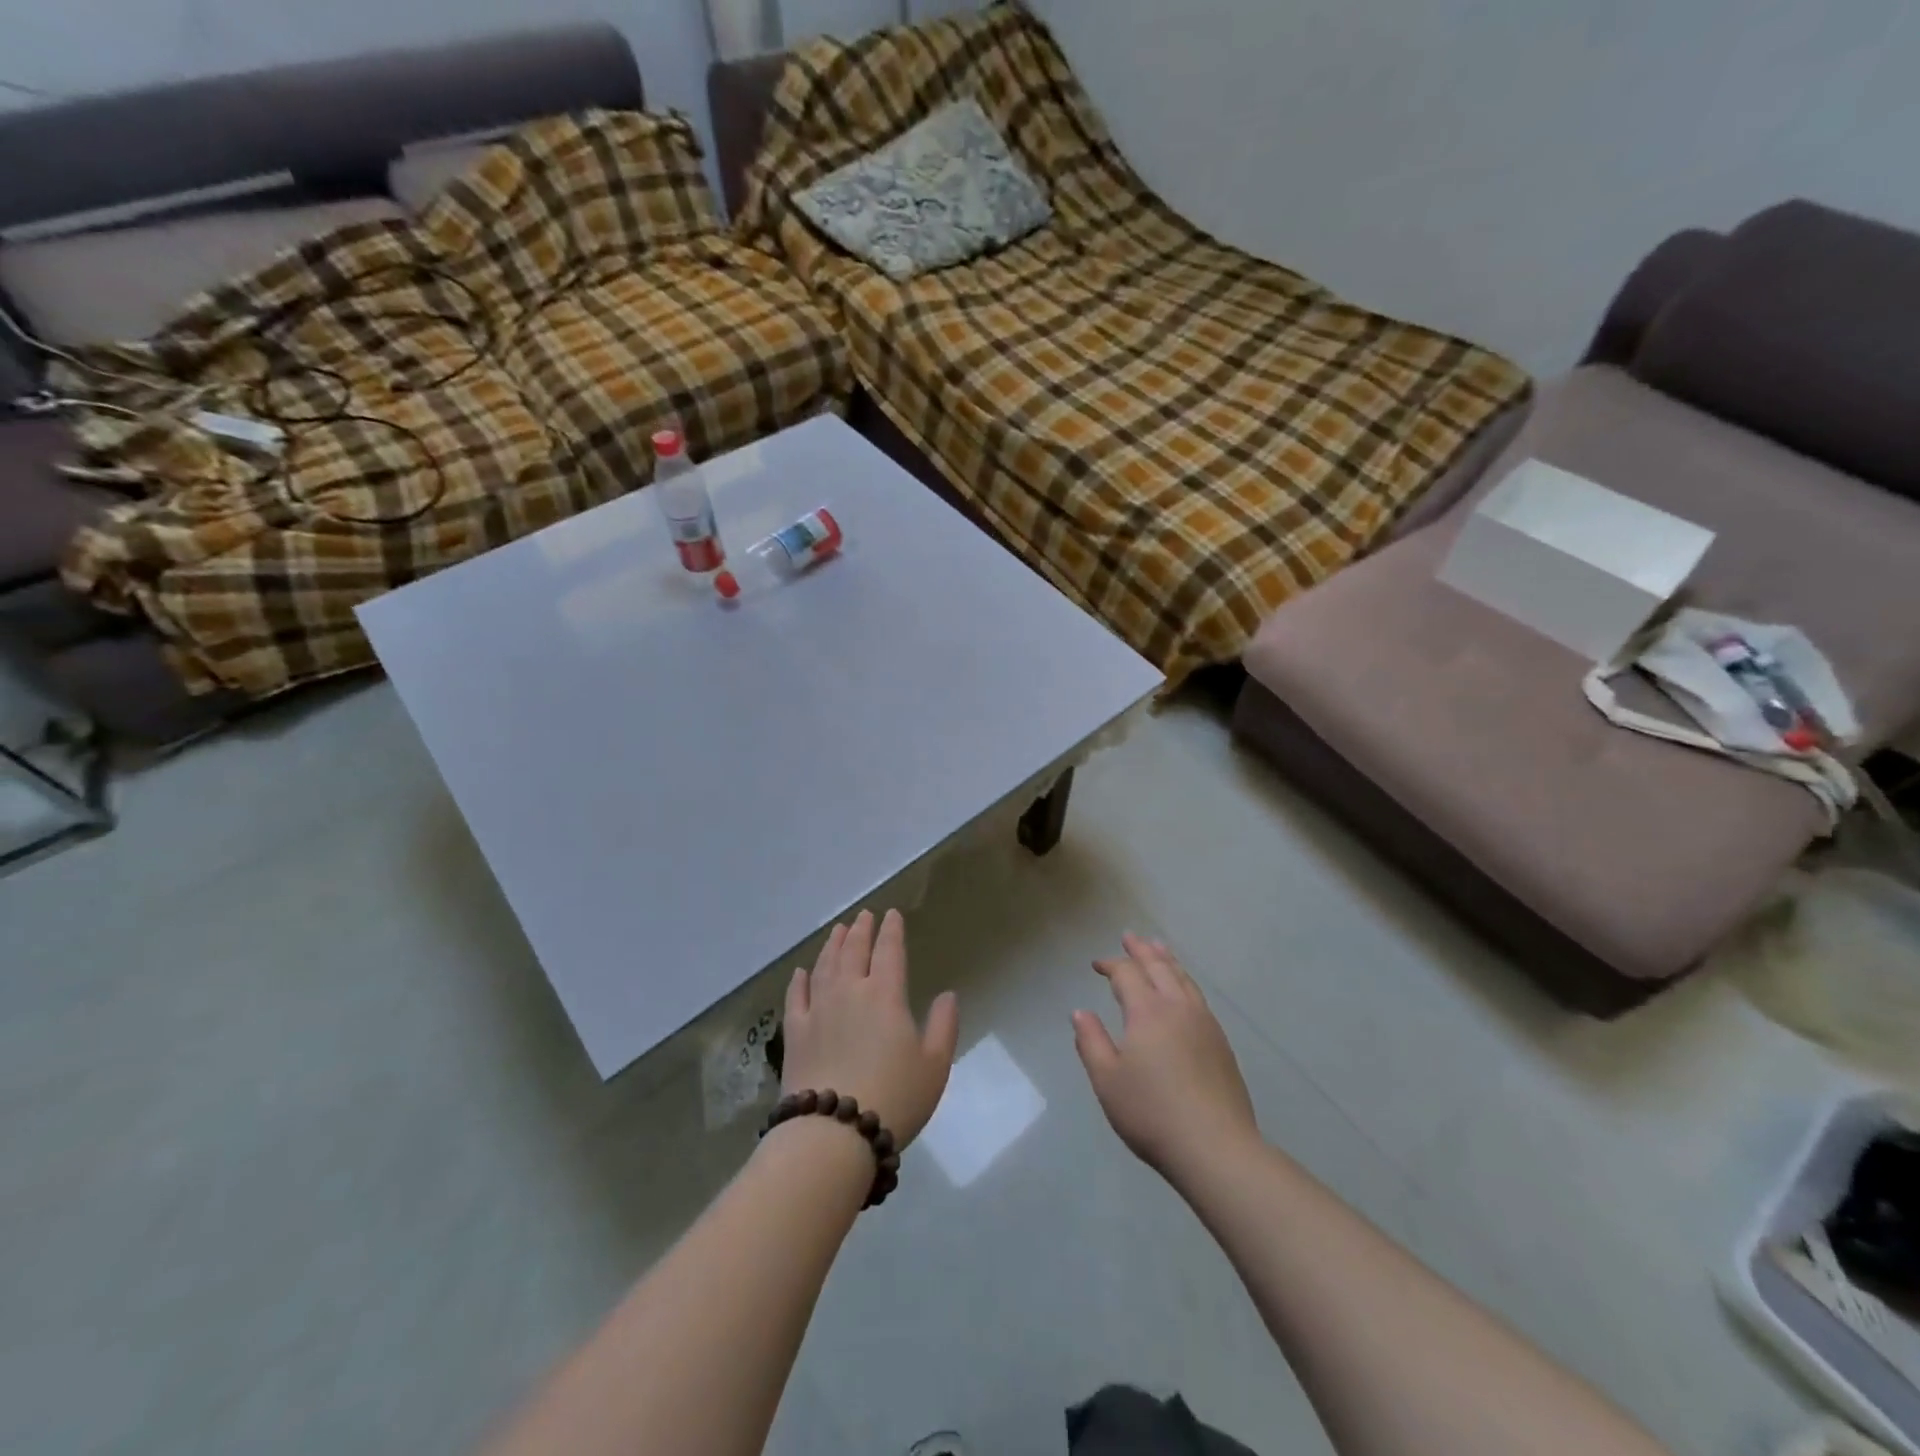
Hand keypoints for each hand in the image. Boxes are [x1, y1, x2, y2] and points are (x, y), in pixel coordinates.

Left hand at [780, 910, 959, 1148]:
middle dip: (862, 930)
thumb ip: (944, 1025)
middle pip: (854, 951)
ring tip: (838, 930)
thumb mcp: (935, 1065)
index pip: (889, 951)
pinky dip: (799, 980)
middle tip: (865, 915)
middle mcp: (849, 992)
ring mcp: (818, 1010)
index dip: (892, 930)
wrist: (834, 1134)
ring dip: (833, 945)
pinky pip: (796, 996)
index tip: (892, 914)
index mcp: (885, 995)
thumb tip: (947, 995)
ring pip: (825, 966)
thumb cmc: (894, 1097)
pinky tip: (802, 971)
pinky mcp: (795, 1033)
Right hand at [1073, 934, 1259, 1180]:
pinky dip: (1185, 981)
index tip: (1096, 965)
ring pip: (1184, 978)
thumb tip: (1080, 1012)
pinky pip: (1198, 996)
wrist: (1216, 1147)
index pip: (1127, 974)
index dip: (1110, 964)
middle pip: (1159, 967)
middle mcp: (1178, 1008)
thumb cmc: (1152, 1113)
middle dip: (1142, 950)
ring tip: (1159, 949)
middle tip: (1130, 937)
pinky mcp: (1221, 1043)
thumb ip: (1091, 1042)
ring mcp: (1204, 1023)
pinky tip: (1184, 991)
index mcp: (1147, 1012)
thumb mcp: (1107, 1081)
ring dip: (1167, 960)